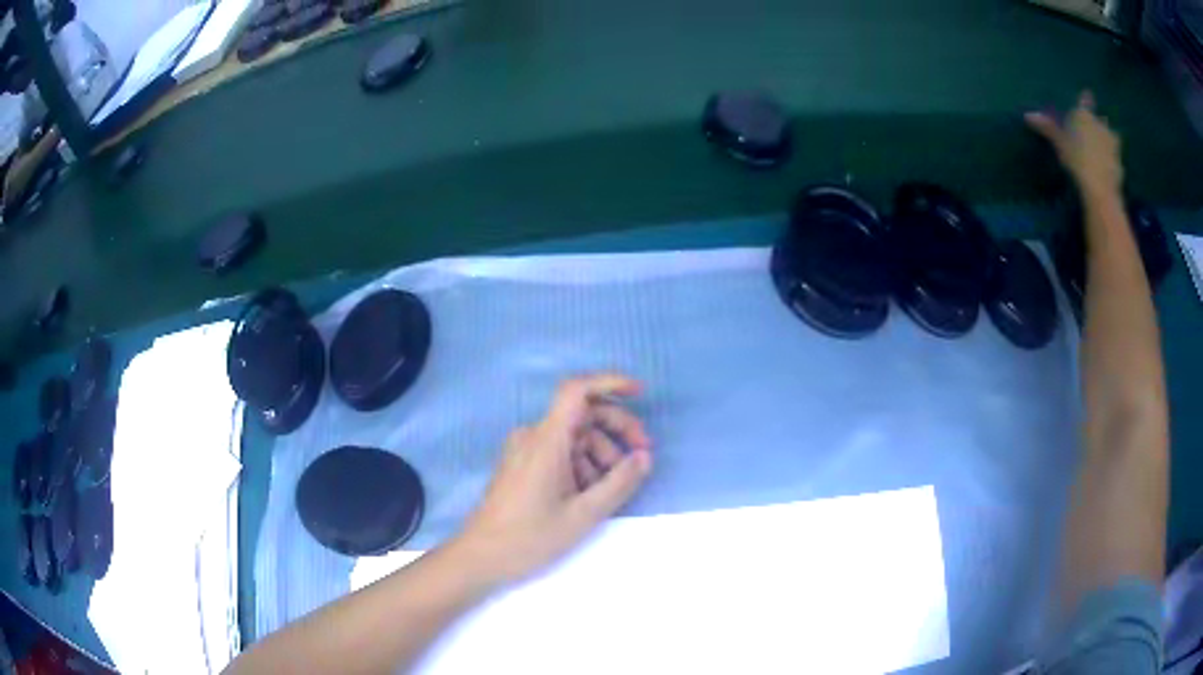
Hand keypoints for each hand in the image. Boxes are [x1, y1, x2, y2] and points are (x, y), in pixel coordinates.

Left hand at [455, 373, 652, 584]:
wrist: (480, 556)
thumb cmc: (529, 537)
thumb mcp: (583, 515)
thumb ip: (619, 483)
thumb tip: (644, 457)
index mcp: (546, 440)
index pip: (577, 390)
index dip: (610, 382)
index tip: (640, 393)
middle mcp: (533, 436)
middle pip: (582, 413)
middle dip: (616, 428)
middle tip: (641, 456)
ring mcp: (525, 450)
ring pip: (573, 436)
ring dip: (600, 453)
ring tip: (613, 487)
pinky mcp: (522, 464)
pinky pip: (559, 452)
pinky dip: (581, 464)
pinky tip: (590, 494)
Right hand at [1025, 91, 1122, 197]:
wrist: (1100, 188)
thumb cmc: (1077, 159)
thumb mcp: (1059, 142)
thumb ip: (1047, 128)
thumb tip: (1028, 115)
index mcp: (1084, 114)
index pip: (1085, 101)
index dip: (1086, 99)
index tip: (1088, 94)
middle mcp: (1100, 123)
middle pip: (1099, 119)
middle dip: (1097, 123)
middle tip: (1093, 131)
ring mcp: (1113, 143)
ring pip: (1110, 136)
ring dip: (1107, 140)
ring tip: (1102, 150)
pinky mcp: (1120, 162)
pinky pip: (1115, 156)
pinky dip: (1111, 159)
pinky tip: (1107, 167)